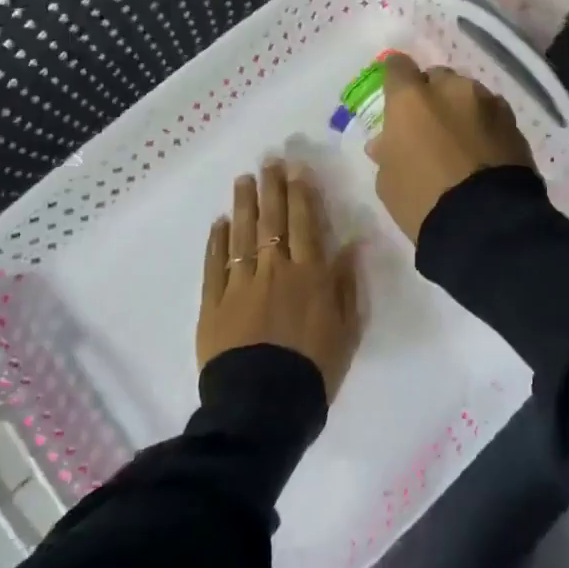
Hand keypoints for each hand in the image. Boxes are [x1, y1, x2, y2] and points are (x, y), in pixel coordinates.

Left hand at [198, 160, 362, 398]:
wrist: (265, 408)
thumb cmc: (315, 369)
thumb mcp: (347, 328)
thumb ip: (348, 282)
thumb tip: (354, 242)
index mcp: (311, 274)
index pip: (306, 223)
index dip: (302, 193)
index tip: (297, 168)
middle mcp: (276, 270)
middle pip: (273, 220)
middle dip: (272, 187)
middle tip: (268, 160)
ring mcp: (241, 284)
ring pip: (243, 235)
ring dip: (244, 204)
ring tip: (243, 179)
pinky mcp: (214, 304)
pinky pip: (216, 265)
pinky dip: (218, 241)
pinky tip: (220, 222)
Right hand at [370, 53, 534, 245]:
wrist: (486, 223)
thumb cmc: (423, 201)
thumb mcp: (389, 181)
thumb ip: (388, 151)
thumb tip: (388, 141)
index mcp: (412, 99)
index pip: (397, 66)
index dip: (396, 79)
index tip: (395, 96)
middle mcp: (451, 89)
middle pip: (438, 77)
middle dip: (432, 95)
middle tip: (429, 125)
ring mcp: (488, 102)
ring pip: (469, 94)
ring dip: (462, 109)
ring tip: (461, 140)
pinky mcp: (514, 123)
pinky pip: (492, 114)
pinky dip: (485, 125)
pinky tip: (483, 151)